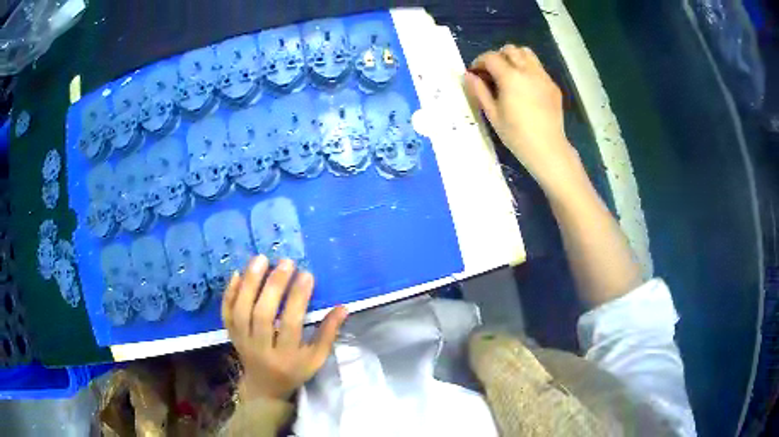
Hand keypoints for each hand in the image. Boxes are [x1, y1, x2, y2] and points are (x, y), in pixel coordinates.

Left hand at [222, 255, 347, 400]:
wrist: (264, 385)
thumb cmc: (294, 370)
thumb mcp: (316, 359)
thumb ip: (328, 334)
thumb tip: (343, 307)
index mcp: (285, 357)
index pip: (290, 324)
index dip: (298, 298)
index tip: (307, 275)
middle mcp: (260, 349)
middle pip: (262, 315)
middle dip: (273, 286)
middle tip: (285, 262)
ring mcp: (241, 341)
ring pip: (241, 310)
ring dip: (249, 283)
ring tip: (261, 259)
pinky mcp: (231, 334)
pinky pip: (226, 312)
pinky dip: (229, 292)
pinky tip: (237, 273)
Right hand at [465, 45, 578, 190]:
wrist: (548, 148)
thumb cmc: (516, 135)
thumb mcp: (492, 114)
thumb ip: (479, 91)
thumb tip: (469, 75)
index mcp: (511, 77)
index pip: (491, 57)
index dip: (479, 62)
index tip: (475, 73)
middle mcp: (528, 71)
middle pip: (510, 50)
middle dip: (497, 57)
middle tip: (492, 72)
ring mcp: (543, 77)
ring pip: (527, 53)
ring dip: (515, 58)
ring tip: (510, 74)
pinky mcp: (553, 85)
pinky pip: (538, 68)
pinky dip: (528, 69)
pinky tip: (525, 87)